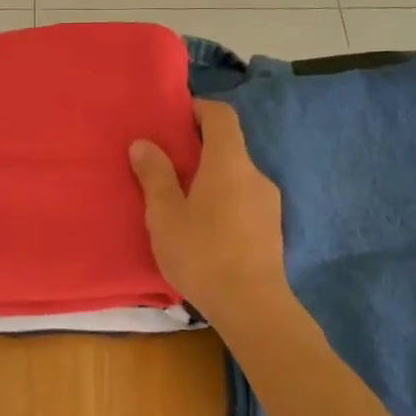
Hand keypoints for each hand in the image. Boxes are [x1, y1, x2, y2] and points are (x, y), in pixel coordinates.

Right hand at [130, 99, 289, 323]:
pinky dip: (223, 200)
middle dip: (198, 148)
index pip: (221, 115)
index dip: (198, 109)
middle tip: (166, 164)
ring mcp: (268, 202)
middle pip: (228, 146)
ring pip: (235, 176)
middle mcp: (254, 174)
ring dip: (210, 178)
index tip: (173, 119)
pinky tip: (204, 228)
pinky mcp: (272, 228)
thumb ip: (155, 175)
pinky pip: (243, 199)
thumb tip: (143, 143)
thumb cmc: (202, 253)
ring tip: (181, 201)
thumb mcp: (165, 214)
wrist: (252, 306)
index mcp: (229, 162)